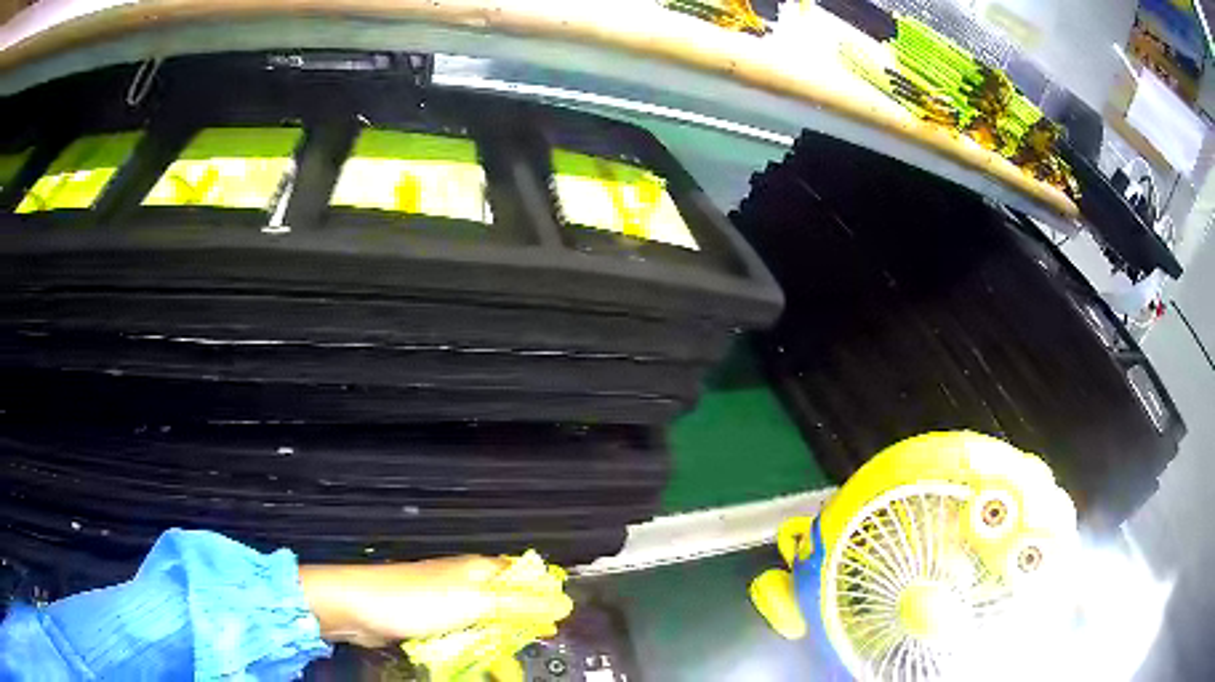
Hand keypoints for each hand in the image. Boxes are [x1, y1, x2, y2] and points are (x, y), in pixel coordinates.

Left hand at [299, 556, 572, 647]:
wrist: (359, 608)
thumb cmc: (418, 601)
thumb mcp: (476, 603)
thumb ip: (520, 605)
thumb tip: (563, 604)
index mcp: (480, 569)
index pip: (525, 575)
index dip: (545, 595)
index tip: (561, 621)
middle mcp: (466, 581)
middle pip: (507, 602)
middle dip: (523, 624)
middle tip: (535, 646)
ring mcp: (447, 601)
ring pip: (486, 622)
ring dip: (497, 640)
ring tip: (507, 661)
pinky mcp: (431, 620)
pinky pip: (463, 634)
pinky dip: (473, 646)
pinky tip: (478, 660)